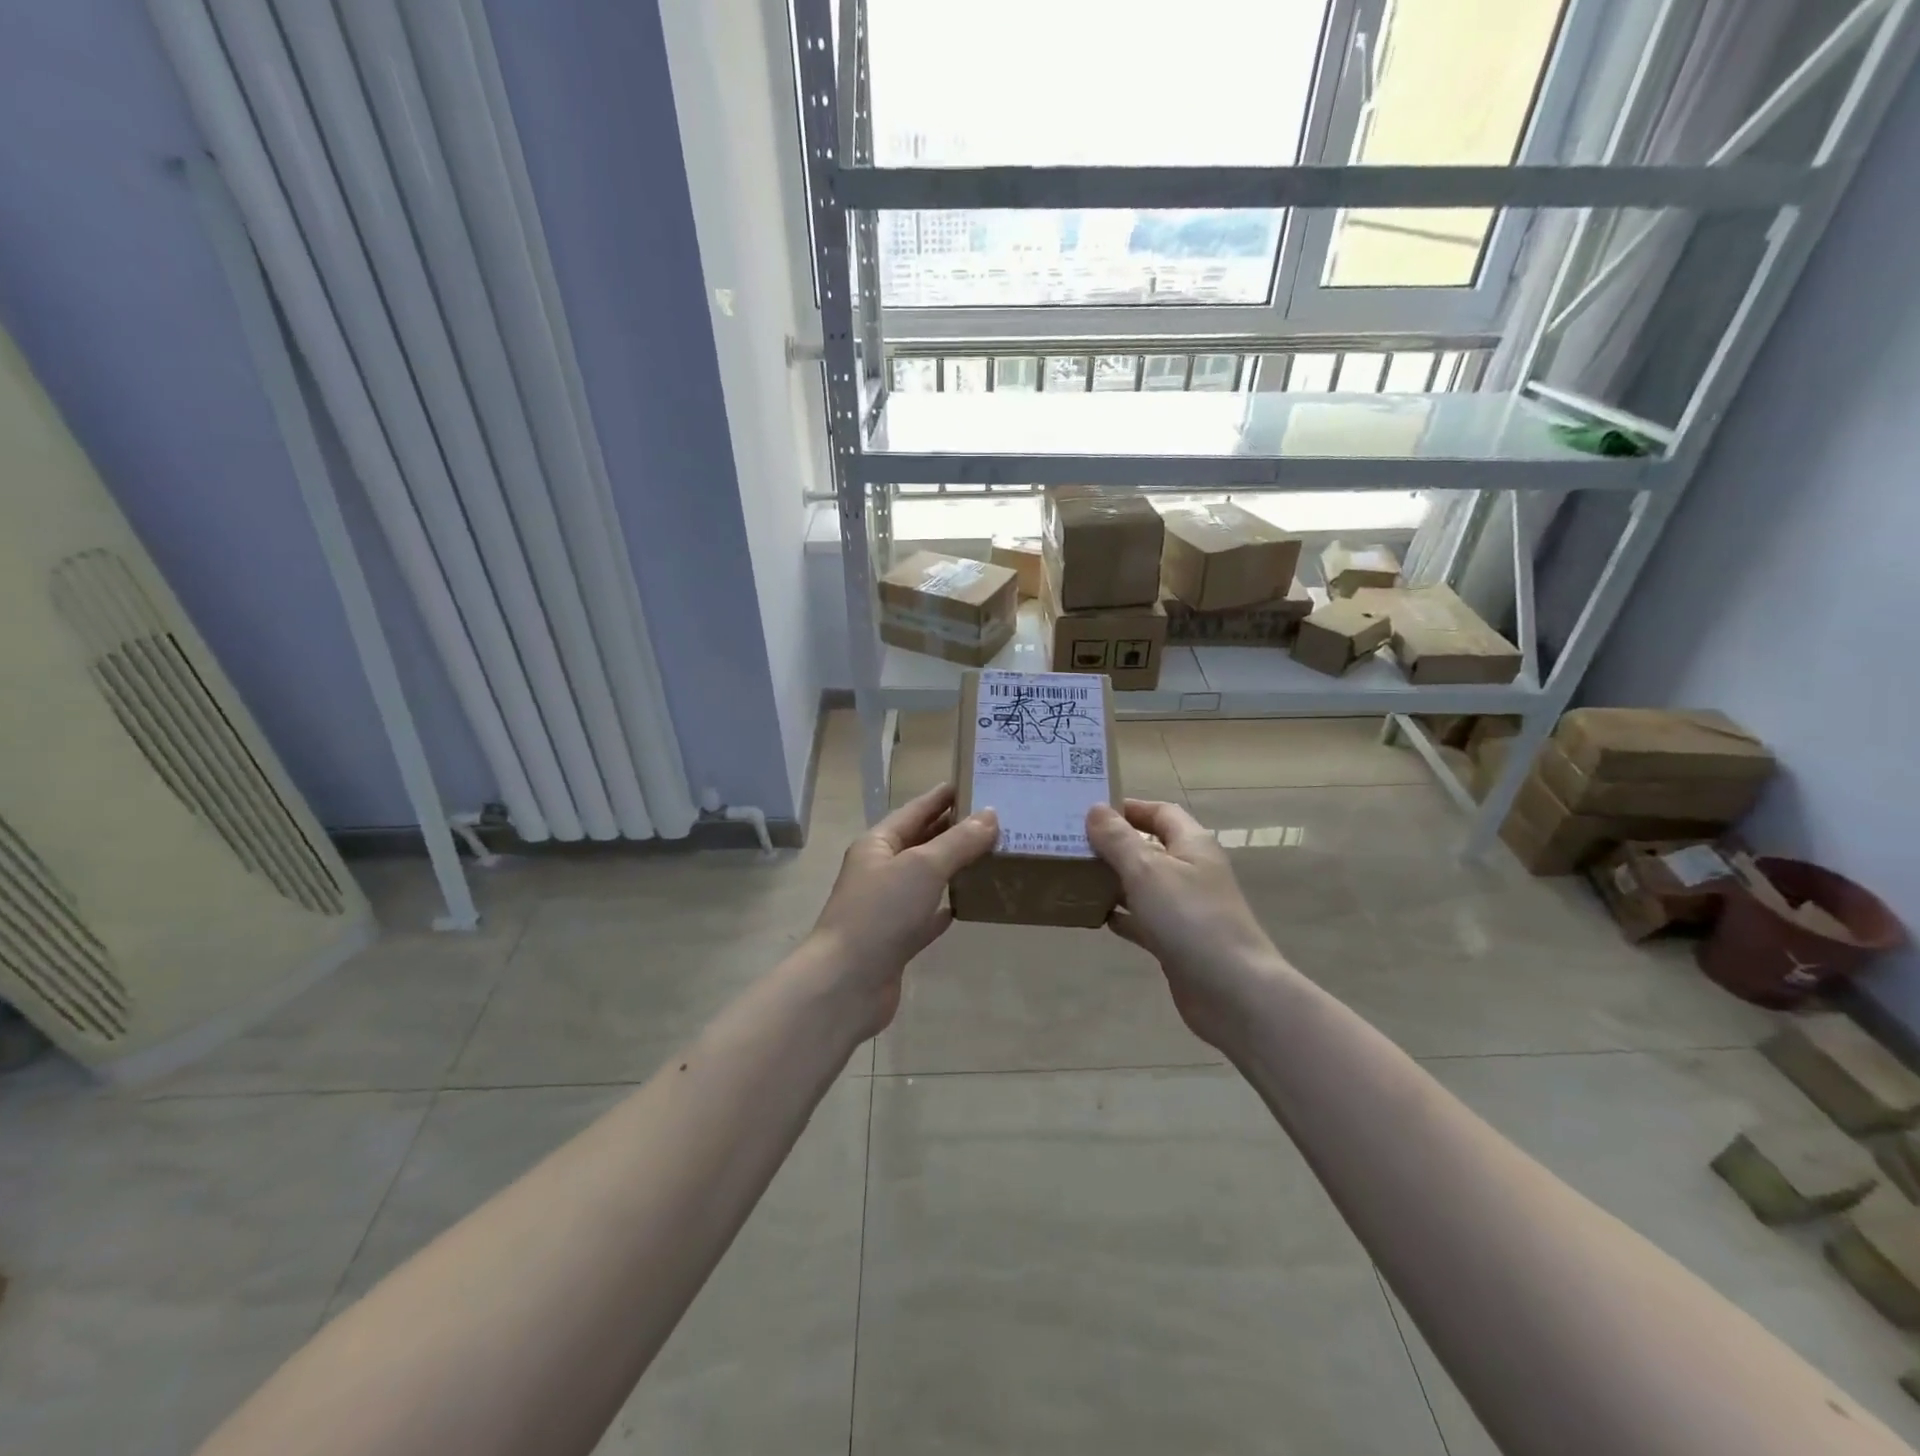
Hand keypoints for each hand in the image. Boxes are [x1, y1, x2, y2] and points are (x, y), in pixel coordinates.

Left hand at [806, 784, 997, 1037]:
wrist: (847, 984)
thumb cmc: (881, 913)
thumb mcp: (923, 867)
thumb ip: (958, 842)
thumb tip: (990, 815)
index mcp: (878, 843)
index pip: (915, 809)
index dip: (943, 796)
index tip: (975, 781)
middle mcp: (881, 870)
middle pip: (922, 841)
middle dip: (955, 829)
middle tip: (997, 818)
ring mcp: (888, 906)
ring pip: (927, 877)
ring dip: (955, 866)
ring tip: (992, 854)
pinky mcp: (898, 939)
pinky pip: (928, 914)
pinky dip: (948, 905)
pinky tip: (971, 901)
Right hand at [1086, 799, 1286, 1049]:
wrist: (1233, 992)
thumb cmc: (1190, 919)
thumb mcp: (1147, 871)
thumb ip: (1118, 840)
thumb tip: (1095, 809)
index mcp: (1192, 845)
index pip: (1161, 812)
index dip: (1129, 808)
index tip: (1090, 810)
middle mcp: (1192, 871)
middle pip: (1150, 847)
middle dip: (1114, 844)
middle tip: (1073, 843)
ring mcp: (1186, 908)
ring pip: (1144, 885)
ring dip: (1114, 880)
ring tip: (1075, 876)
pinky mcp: (1178, 941)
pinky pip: (1144, 919)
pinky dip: (1122, 915)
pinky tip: (1095, 916)